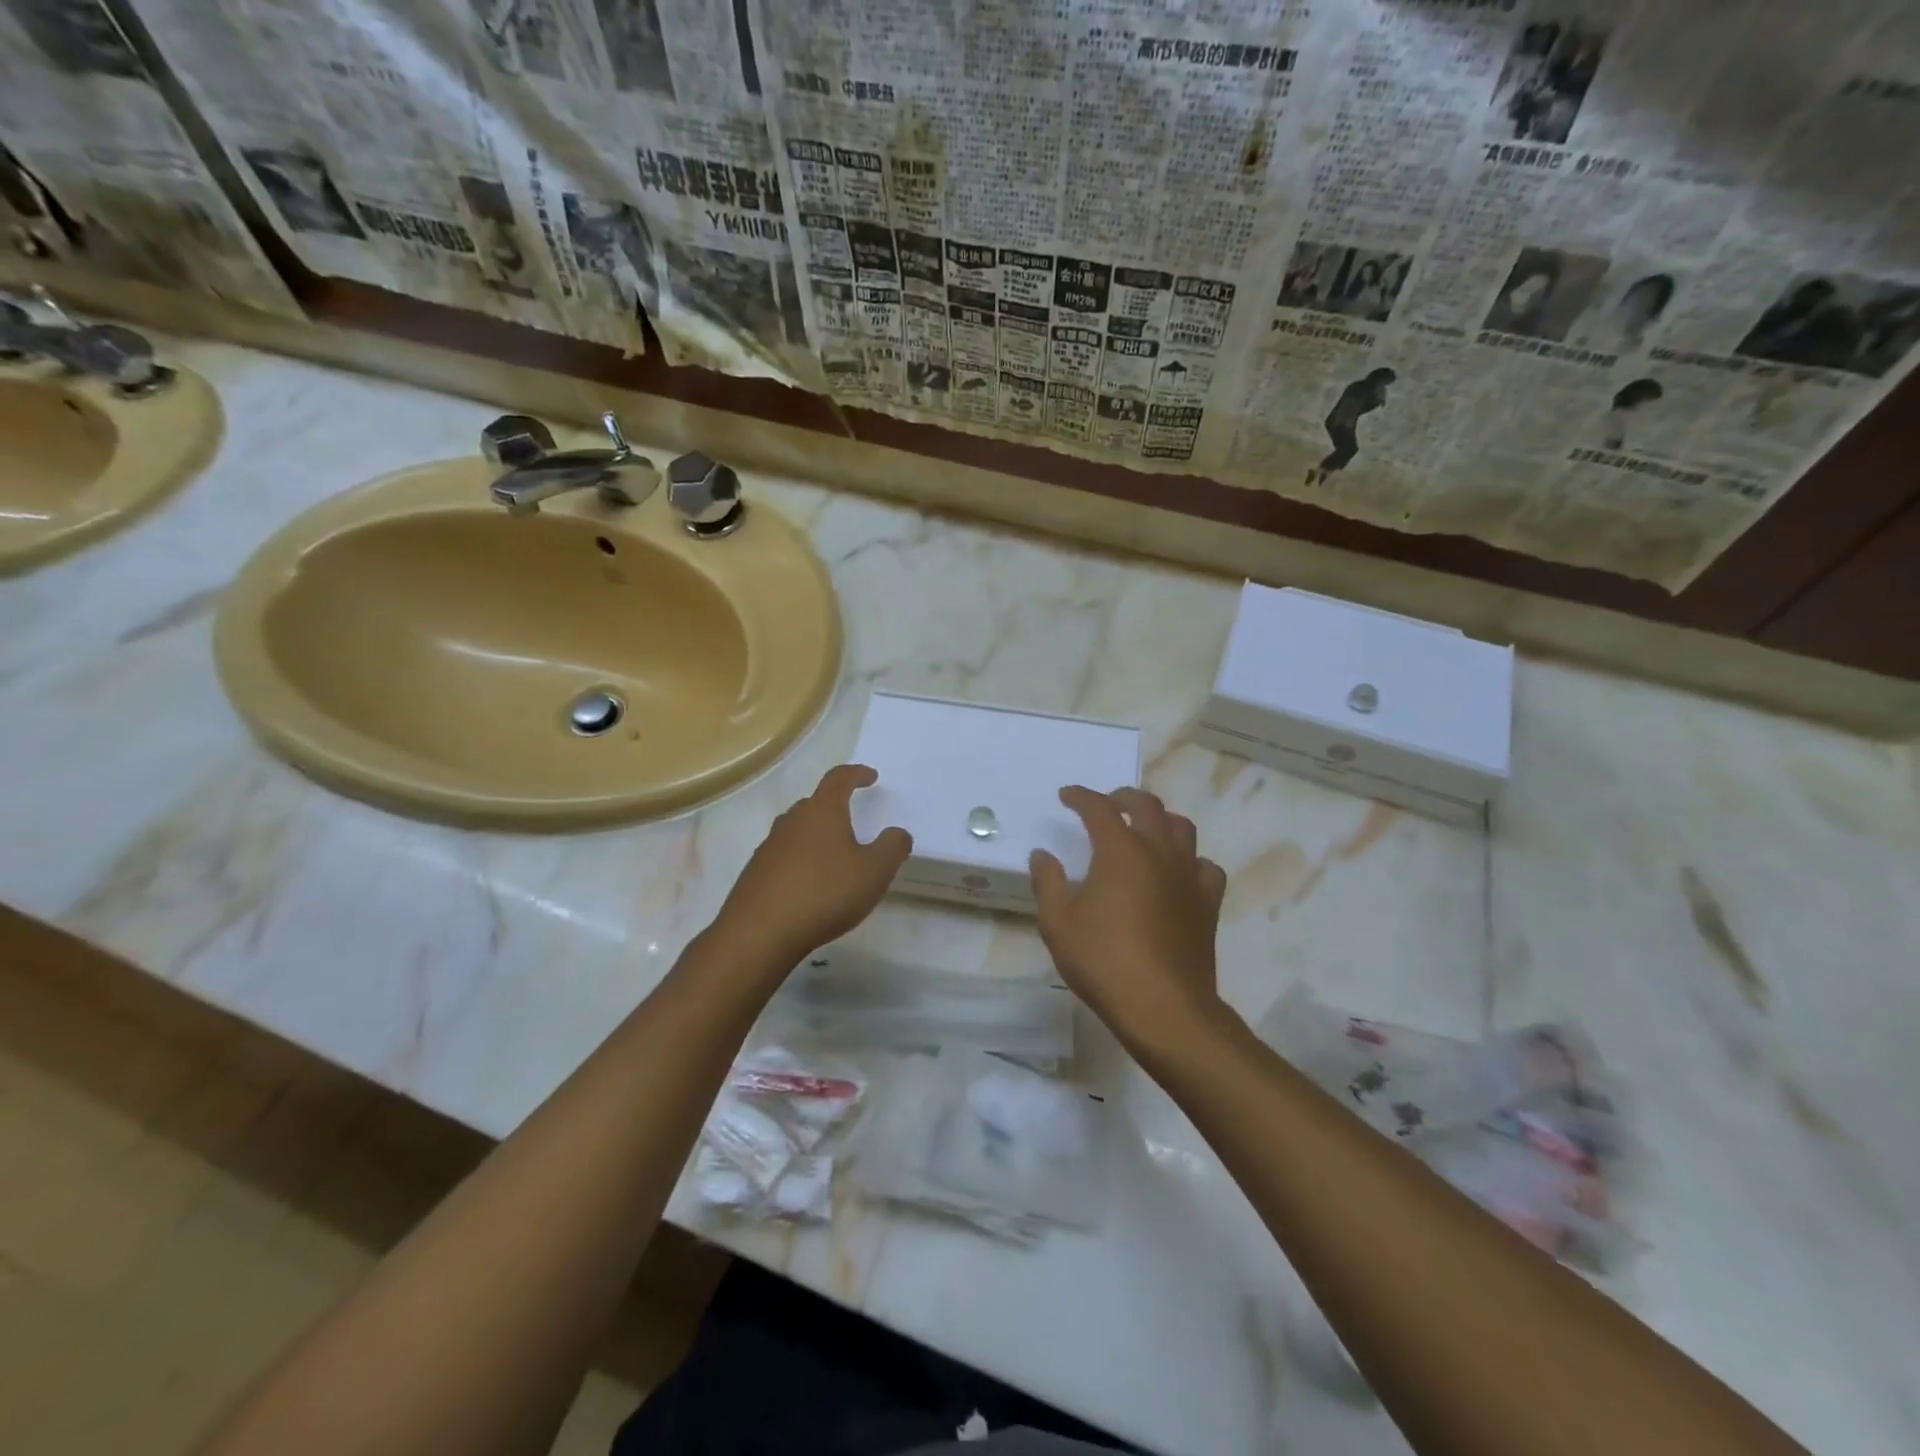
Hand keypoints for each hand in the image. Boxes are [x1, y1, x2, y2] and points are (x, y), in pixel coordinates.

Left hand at [713, 764, 911, 967]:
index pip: (838, 779)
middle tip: (852, 821)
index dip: (856, 774)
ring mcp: (769, 847)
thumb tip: (897, 832)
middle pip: (814, 803)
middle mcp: (792, 821)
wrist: (759, 933)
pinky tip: (809, 885)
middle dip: (835, 807)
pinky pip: (783, 856)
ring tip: (833, 856)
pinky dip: (800, 861)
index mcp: (822, 812)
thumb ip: (892, 847)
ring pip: (797, 831)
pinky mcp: (755, 873)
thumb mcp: (874, 872)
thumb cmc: (824, 893)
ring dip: (816, 836)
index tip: (870, 776)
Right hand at [1031, 786, 1229, 1057]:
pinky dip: (1190, 860)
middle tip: (1107, 804)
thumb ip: (1048, 883)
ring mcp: (1188, 876)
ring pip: (1181, 828)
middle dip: (1123, 797)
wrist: (1163, 1007)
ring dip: (1160, 819)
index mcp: (1120, 851)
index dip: (1081, 797)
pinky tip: (1178, 872)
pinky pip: (1205, 866)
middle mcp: (1158, 852)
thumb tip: (1042, 855)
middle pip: (1147, 805)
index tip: (1067, 796)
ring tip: (1144, 828)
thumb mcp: (1058, 924)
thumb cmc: (1103, 961)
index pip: (1099, 808)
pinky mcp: (1207, 902)